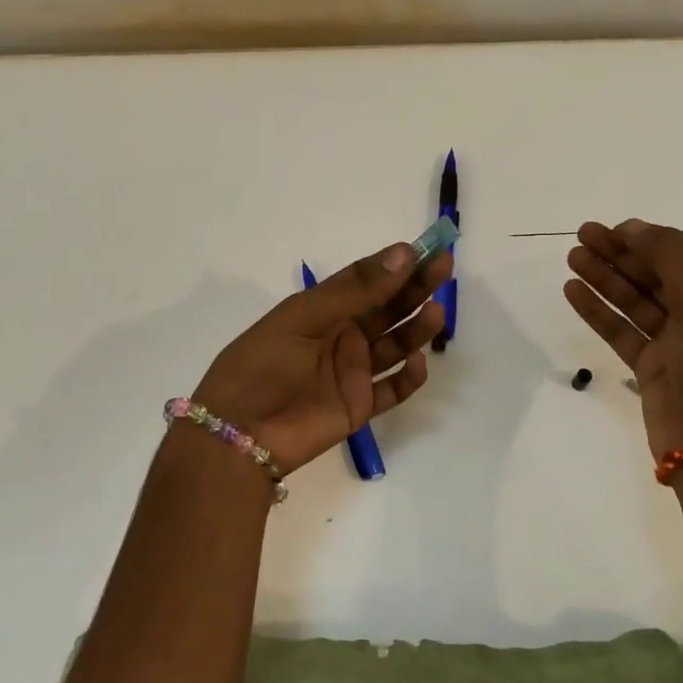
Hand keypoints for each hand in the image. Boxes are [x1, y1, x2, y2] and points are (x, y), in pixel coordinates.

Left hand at [190, 243, 453, 473]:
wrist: (237, 432)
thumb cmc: (262, 364)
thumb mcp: (303, 317)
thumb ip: (355, 290)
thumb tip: (403, 253)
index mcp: (322, 309)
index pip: (367, 280)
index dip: (396, 265)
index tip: (426, 250)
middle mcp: (341, 336)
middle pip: (387, 309)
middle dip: (415, 289)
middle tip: (444, 269)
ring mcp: (351, 372)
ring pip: (394, 346)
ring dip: (415, 329)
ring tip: (435, 313)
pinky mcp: (358, 406)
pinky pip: (392, 390)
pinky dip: (408, 378)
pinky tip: (417, 363)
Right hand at [563, 219, 682, 456]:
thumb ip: (669, 259)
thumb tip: (634, 227)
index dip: (659, 238)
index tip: (621, 229)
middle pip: (661, 274)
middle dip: (624, 254)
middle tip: (585, 236)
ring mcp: (680, 343)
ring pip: (638, 300)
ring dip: (606, 278)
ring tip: (573, 258)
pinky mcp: (652, 366)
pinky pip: (623, 330)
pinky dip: (599, 311)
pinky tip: (574, 291)